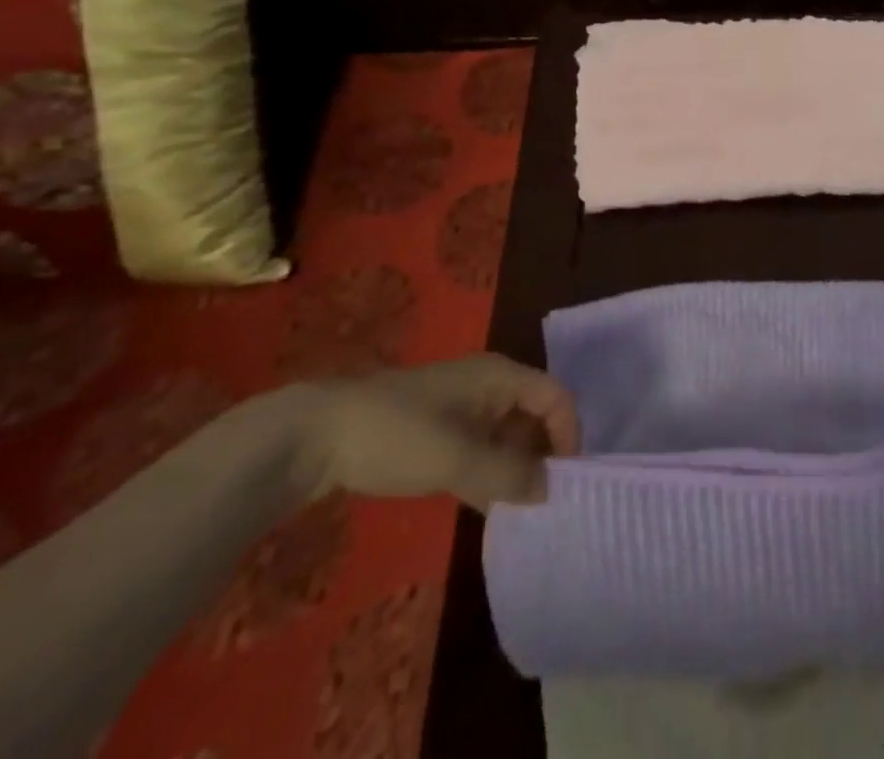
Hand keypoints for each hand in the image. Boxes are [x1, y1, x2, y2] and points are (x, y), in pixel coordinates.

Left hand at [298, 355, 581, 512]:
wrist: (315, 435)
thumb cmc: (398, 435)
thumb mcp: (457, 459)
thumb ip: (508, 476)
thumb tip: (551, 491)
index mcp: (500, 376)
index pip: (555, 396)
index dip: (568, 433)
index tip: (565, 480)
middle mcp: (487, 383)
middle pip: (534, 413)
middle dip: (543, 453)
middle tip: (542, 500)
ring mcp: (459, 404)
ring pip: (506, 432)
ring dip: (515, 466)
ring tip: (516, 508)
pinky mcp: (435, 426)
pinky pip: (480, 444)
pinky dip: (489, 469)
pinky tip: (482, 502)